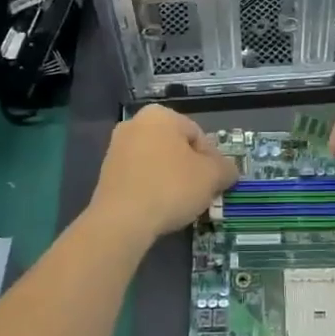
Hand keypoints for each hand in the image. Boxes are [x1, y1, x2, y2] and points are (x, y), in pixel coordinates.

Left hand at [87, 104, 237, 243]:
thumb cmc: (171, 187)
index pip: (198, 135)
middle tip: (201, 193)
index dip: (212, 160)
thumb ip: (226, 168)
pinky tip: (159, 209)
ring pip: (157, 162)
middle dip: (190, 169)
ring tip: (180, 205)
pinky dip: (152, 189)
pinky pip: (140, 177)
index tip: (215, 182)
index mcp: (160, 115)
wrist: (121, 221)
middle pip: (176, 147)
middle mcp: (135, 124)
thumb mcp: (212, 176)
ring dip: (171, 180)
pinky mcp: (106, 174)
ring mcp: (117, 148)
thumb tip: (228, 171)